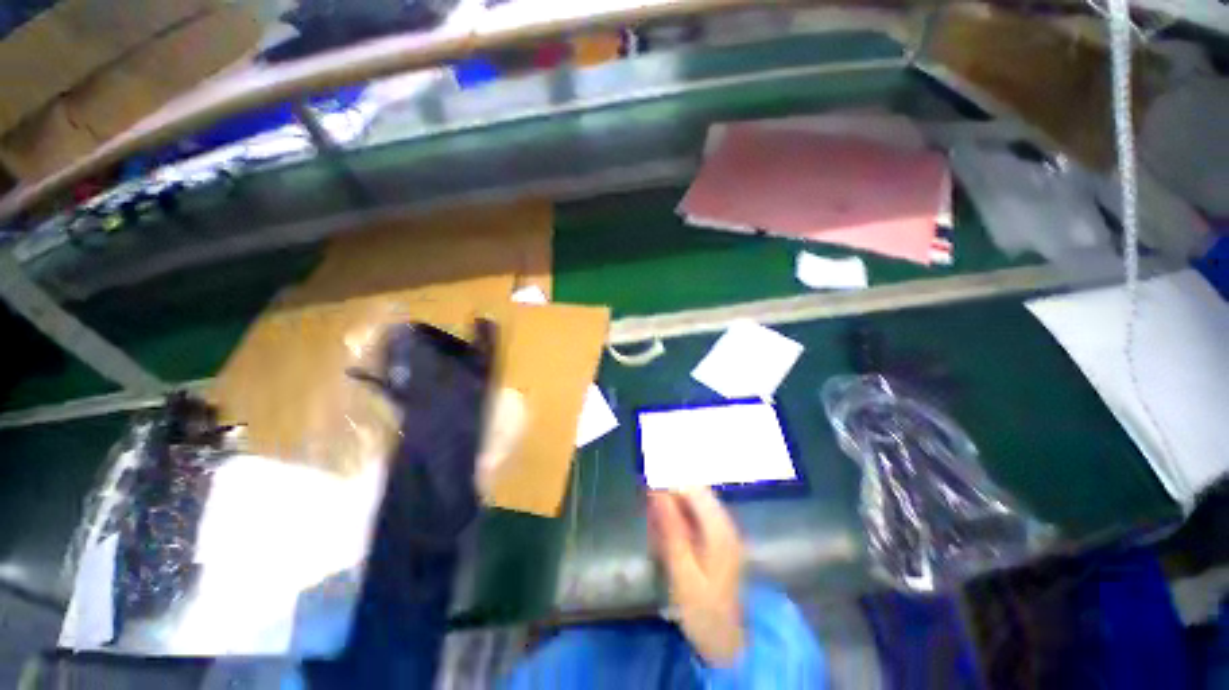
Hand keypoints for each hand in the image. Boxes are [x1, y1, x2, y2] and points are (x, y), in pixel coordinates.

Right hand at [647, 488, 745, 665]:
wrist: (728, 643)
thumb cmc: (703, 611)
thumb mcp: (683, 573)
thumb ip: (671, 529)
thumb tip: (656, 492)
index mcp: (720, 529)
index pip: (693, 489)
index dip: (668, 485)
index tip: (646, 492)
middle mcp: (726, 523)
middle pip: (695, 493)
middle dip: (670, 497)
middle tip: (649, 515)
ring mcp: (725, 531)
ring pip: (695, 504)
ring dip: (673, 509)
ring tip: (656, 527)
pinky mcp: (720, 540)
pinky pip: (697, 517)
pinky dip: (680, 521)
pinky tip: (668, 536)